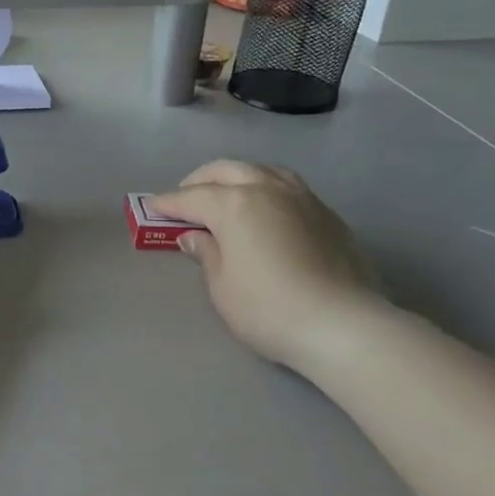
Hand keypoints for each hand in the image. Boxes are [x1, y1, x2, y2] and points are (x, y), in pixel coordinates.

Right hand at [152, 161, 384, 371]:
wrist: (342, 325)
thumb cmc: (268, 309)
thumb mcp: (222, 286)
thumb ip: (206, 254)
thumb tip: (195, 237)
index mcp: (234, 204)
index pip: (192, 198)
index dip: (169, 204)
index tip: (152, 208)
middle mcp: (267, 189)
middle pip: (226, 171)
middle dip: (200, 181)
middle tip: (185, 198)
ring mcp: (301, 197)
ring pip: (261, 170)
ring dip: (236, 177)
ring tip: (225, 195)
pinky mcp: (326, 213)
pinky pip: (287, 186)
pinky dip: (265, 189)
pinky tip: (264, 210)